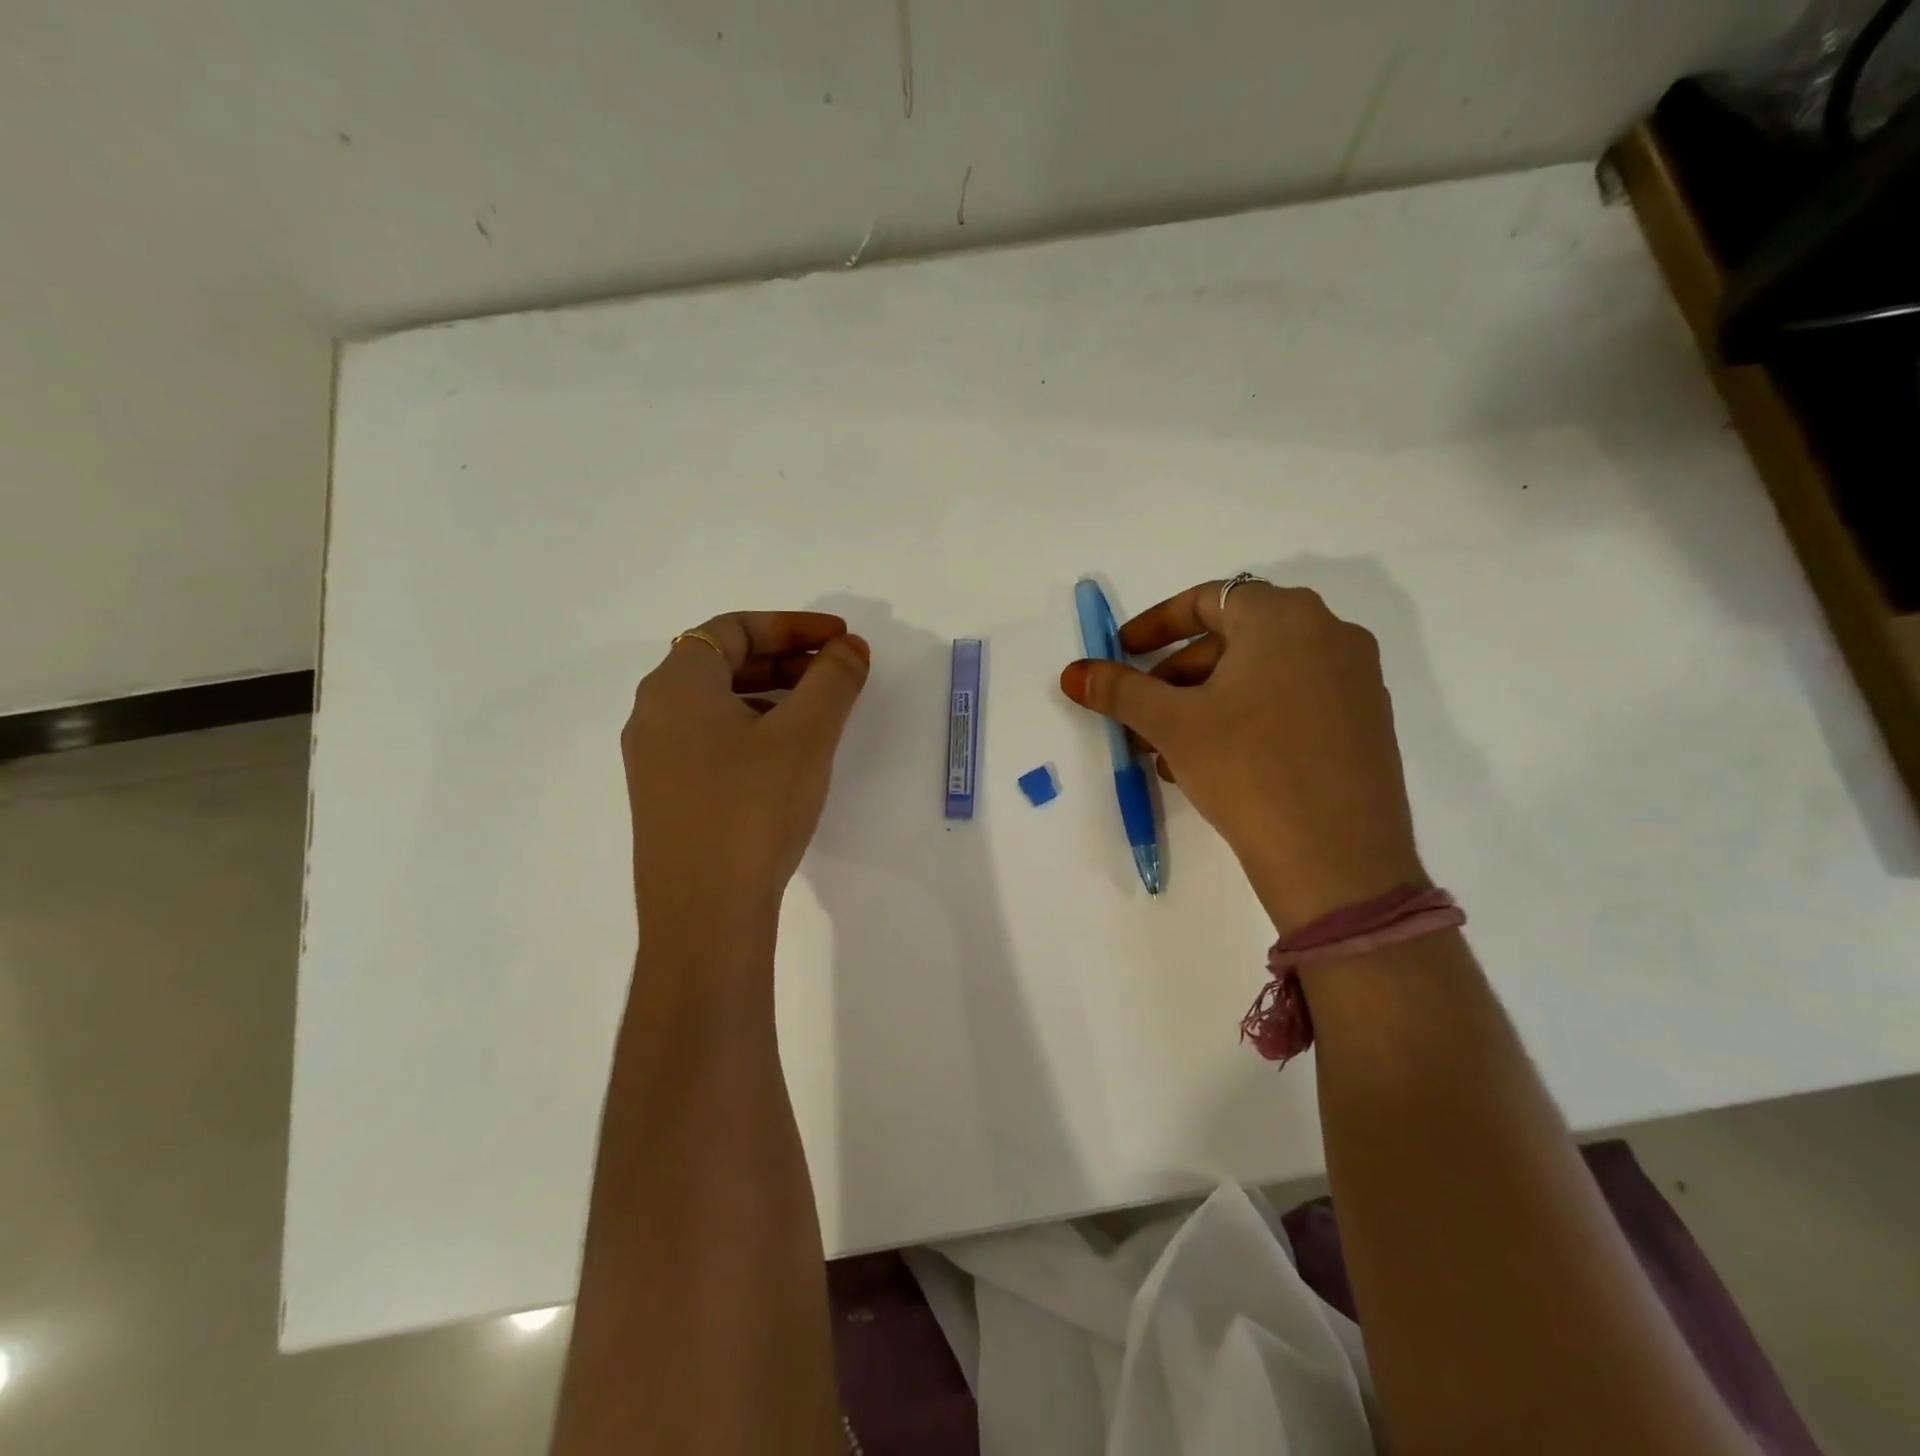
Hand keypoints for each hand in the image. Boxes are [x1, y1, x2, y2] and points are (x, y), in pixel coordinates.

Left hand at [623, 611, 869, 929]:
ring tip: (820, 714)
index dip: (792, 625)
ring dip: (771, 696)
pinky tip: (787, 758)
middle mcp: (653, 715)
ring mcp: (654, 760)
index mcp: (676, 685)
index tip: (840, 640)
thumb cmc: (752, 808)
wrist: (704, 914)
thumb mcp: (805, 735)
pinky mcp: (666, 798)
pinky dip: (753, 731)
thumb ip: (833, 680)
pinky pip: (711, 742)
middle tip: (836, 673)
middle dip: (785, 660)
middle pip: (722, 663)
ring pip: (718, 706)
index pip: (733, 628)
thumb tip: (849, 648)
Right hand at [1060, 580, 1424, 928]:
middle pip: (1234, 639)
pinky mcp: (1366, 724)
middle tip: (1141, 713)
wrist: (1337, 858)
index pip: (1207, 599)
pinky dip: (1247, 719)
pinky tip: (1214, 765)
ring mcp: (1355, 680)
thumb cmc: (1247, 768)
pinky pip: (1291, 703)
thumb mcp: (1172, 724)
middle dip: (1176, 675)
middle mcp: (1330, 634)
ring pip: (1261, 676)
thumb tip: (1073, 672)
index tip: (1123, 653)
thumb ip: (1119, 689)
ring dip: (1206, 702)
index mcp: (1284, 617)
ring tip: (1168, 750)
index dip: (1155, 625)